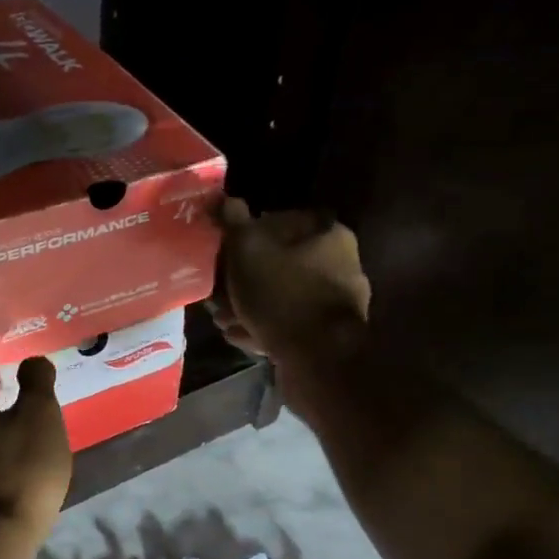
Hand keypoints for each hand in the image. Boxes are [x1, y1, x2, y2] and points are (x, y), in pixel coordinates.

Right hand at [212, 198, 371, 360]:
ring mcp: (336, 303)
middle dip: (243, 279)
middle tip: (217, 293)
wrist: (317, 360)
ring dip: (249, 306)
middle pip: (279, 263)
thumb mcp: (248, 250)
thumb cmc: (282, 295)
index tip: (223, 253)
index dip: (246, 234)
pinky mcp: (328, 336)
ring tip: (223, 319)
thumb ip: (234, 222)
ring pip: (280, 296)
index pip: (280, 220)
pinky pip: (289, 324)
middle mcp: (341, 264)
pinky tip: (240, 336)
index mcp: (328, 234)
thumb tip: (224, 198)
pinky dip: (264, 327)